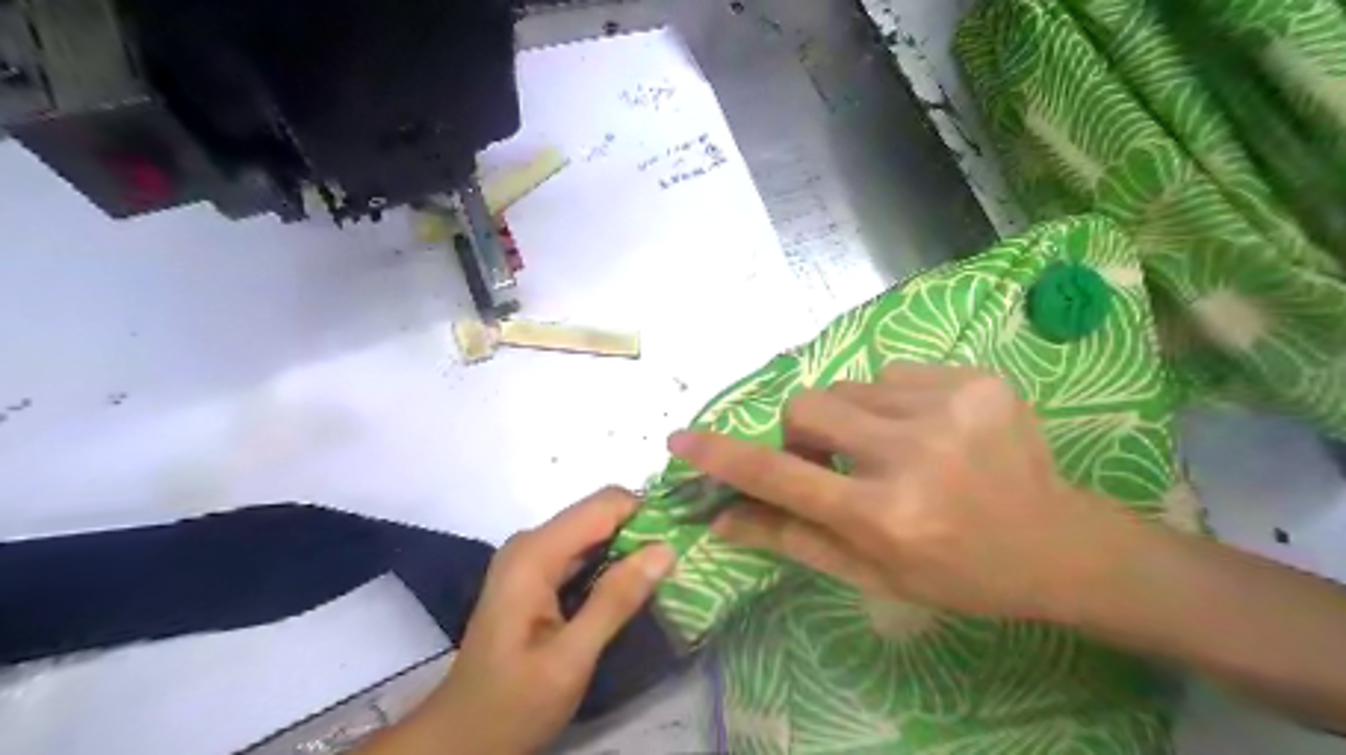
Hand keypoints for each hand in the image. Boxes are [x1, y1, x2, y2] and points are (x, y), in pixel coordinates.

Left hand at [396, 489, 678, 754]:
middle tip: (680, 563)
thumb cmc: (512, 705)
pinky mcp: (537, 576)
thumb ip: (616, 601)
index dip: (647, 514)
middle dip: (642, 531)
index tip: (683, 540)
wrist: (461, 740)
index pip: (604, 504)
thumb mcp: (570, 659)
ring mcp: (532, 559)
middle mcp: (532, 543)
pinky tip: (636, 586)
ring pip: (595, 533)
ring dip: (631, 548)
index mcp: (534, 554)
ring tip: (667, 574)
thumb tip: (666, 549)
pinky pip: (584, 553)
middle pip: (600, 514)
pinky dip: (613, 563)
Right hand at [668, 363, 1128, 622]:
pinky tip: (928, 431)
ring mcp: (951, 407)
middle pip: (807, 407)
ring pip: (848, 388)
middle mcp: (914, 455)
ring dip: (851, 419)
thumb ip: (790, 539)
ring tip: (891, 449)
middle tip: (831, 461)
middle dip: (803, 432)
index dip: (725, 456)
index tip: (682, 439)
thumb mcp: (870, 574)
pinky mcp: (977, 379)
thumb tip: (721, 519)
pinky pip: (894, 374)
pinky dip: (892, 402)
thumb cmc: (957, 573)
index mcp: (886, 516)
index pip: (782, 476)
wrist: (1061, 545)